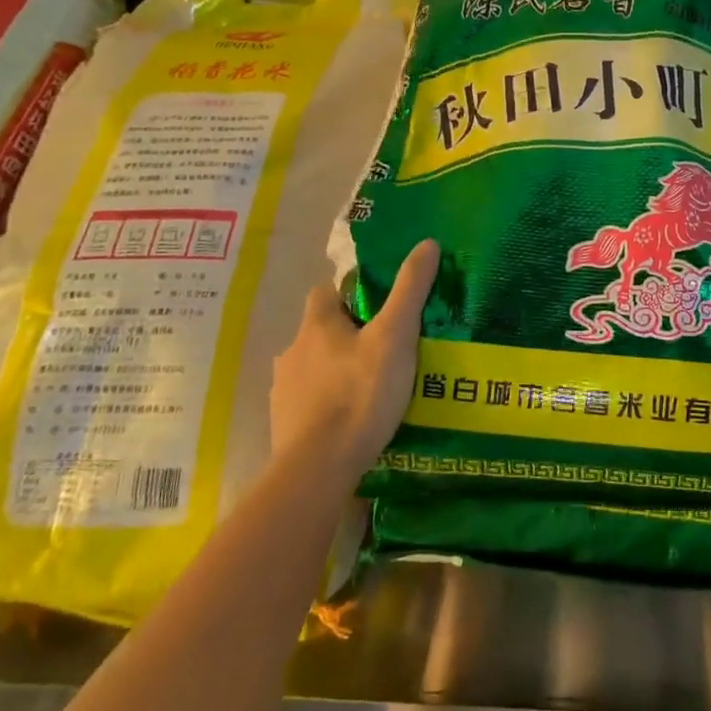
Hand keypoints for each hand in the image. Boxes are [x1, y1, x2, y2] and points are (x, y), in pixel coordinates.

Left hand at [269, 239, 438, 487]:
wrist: (318, 468)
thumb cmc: (359, 394)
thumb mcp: (395, 337)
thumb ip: (410, 290)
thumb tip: (427, 243)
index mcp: (316, 326)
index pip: (326, 293)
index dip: (351, 294)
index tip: (378, 307)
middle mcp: (292, 352)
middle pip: (320, 332)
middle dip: (347, 337)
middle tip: (384, 349)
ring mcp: (284, 391)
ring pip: (314, 369)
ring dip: (336, 372)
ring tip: (372, 388)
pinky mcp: (284, 426)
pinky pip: (309, 404)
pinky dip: (327, 406)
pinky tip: (352, 421)